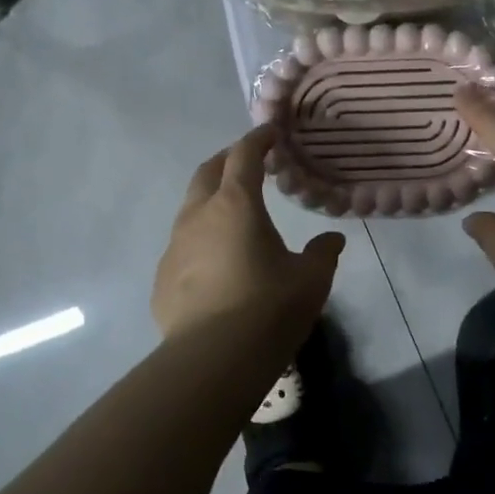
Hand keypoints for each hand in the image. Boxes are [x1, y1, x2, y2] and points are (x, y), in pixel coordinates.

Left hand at [153, 126, 344, 341]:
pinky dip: (200, 240)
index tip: (271, 133)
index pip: (244, 155)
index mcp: (236, 205)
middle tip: (247, 163)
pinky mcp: (162, 277)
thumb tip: (332, 239)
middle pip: (207, 172)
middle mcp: (198, 216)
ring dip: (210, 201)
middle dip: (227, 160)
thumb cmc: (269, 308)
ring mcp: (174, 246)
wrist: (213, 359)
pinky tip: (215, 264)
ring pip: (190, 209)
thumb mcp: (310, 280)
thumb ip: (323, 253)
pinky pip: (182, 246)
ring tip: (232, 216)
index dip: (258, 139)